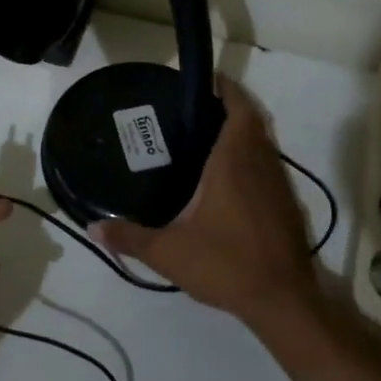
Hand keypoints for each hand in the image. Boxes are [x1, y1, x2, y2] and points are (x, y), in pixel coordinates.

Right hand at [93, 77, 316, 330]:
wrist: (282, 300)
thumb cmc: (226, 264)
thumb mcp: (168, 253)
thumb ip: (129, 238)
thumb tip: (93, 228)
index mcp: (233, 162)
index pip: (238, 108)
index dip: (227, 88)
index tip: (207, 80)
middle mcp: (260, 164)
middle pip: (252, 120)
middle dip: (230, 107)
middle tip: (197, 109)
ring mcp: (278, 184)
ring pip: (264, 143)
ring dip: (243, 133)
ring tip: (209, 138)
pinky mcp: (287, 204)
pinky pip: (269, 165)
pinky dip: (252, 158)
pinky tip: (230, 179)